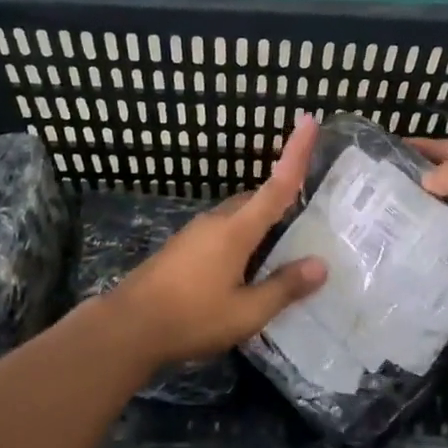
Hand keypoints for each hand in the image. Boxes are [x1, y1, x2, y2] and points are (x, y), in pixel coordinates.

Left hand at [106, 116, 328, 365]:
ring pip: (236, 217)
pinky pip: (220, 233)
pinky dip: (240, 240)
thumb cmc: (191, 318)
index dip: (295, 153)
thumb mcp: (246, 312)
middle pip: (256, 200)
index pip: (276, 186)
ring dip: (258, 225)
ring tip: (279, 253)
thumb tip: (321, 265)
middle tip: (306, 221)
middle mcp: (216, 222)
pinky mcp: (180, 248)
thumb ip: (284, 287)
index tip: (308, 121)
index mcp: (236, 230)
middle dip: (280, 201)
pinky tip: (243, 271)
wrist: (127, 327)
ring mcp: (194, 233)